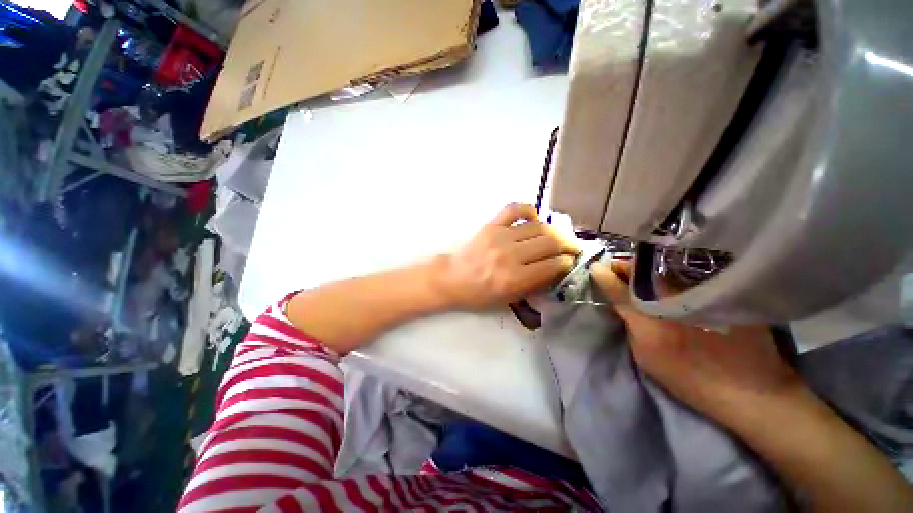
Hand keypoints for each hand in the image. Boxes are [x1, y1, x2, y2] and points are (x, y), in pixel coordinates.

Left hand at [437, 204, 578, 308]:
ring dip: (552, 232)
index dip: (565, 262)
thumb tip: (556, 269)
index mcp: (513, 279)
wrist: (453, 278)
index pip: (551, 265)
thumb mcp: (508, 299)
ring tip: (555, 237)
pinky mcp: (491, 225)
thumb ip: (533, 285)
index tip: (569, 261)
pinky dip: (527, 210)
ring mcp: (499, 237)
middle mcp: (509, 256)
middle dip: (566, 245)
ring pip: (537, 227)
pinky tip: (533, 218)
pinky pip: (514, 209)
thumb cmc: (479, 293)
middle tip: (570, 248)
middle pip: (549, 243)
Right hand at [590, 260, 803, 424]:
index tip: (596, 268)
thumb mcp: (646, 357)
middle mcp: (672, 300)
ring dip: (647, 267)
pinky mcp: (720, 291)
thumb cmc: (689, 378)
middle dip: (625, 267)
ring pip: (664, 267)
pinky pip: (687, 272)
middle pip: (641, 271)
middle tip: (618, 268)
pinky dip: (672, 270)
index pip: (618, 289)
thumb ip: (629, 324)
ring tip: (640, 270)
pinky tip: (670, 275)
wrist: (750, 388)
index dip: (605, 276)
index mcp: (649, 321)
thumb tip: (618, 302)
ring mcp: (698, 293)